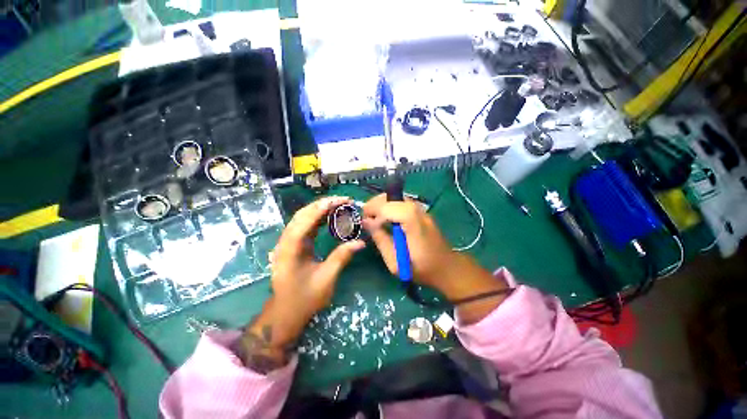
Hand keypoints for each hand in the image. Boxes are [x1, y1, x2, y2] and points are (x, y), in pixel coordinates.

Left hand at [234, 196, 364, 372]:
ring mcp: (287, 243)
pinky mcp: (292, 245)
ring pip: (302, 218)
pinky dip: (317, 218)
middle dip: (322, 204)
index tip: (340, 201)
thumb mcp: (326, 279)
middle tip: (342, 200)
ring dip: (320, 209)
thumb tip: (361, 242)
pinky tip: (329, 216)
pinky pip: (304, 226)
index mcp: (290, 250)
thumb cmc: (305, 298)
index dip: (322, 208)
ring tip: (338, 204)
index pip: (305, 221)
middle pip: (302, 215)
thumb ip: (342, 257)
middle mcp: (285, 242)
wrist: (286, 313)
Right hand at [362, 194, 507, 323]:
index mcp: (413, 223)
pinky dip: (390, 206)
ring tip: (374, 218)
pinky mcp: (421, 211)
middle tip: (366, 218)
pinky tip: (386, 218)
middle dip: (375, 204)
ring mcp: (421, 209)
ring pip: (396, 197)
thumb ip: (380, 239)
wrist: (447, 267)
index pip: (389, 207)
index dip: (374, 211)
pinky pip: (401, 202)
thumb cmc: (421, 268)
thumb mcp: (395, 261)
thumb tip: (366, 222)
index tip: (365, 222)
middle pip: (392, 197)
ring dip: (382, 204)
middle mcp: (418, 210)